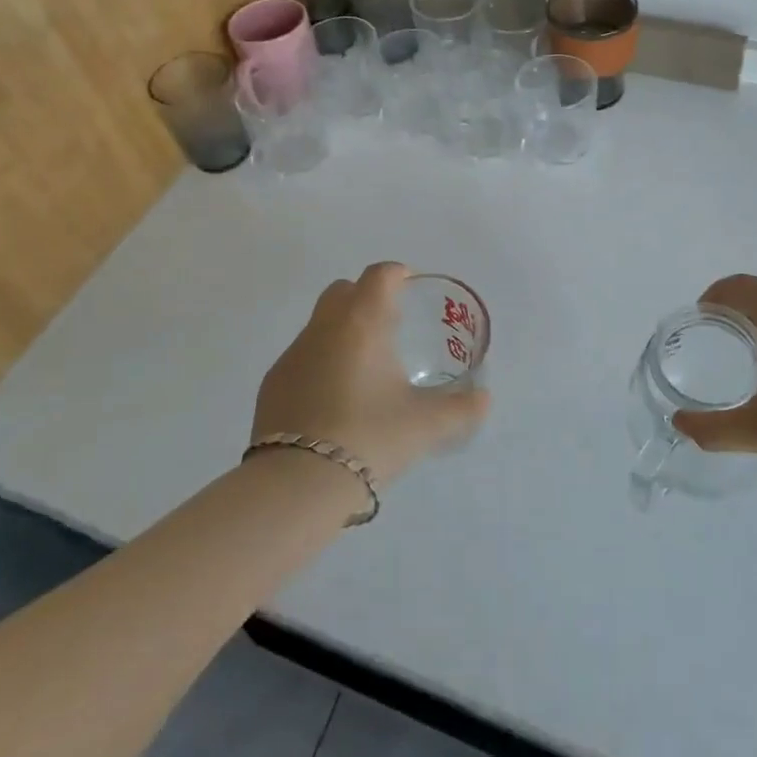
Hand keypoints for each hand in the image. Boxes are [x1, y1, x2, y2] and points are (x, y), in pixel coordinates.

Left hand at [251, 262, 490, 484]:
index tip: (410, 288)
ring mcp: (292, 354)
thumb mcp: (426, 425)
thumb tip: (484, 399)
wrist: (299, 482)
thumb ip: (461, 408)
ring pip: (320, 324)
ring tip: (364, 370)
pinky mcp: (272, 383)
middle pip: (343, 290)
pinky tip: (333, 400)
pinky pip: (301, 357)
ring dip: (341, 332)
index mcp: (362, 322)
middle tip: (389, 327)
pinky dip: (319, 364)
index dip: (396, 274)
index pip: (379, 275)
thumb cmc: (370, 437)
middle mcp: (323, 327)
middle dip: (365, 298)